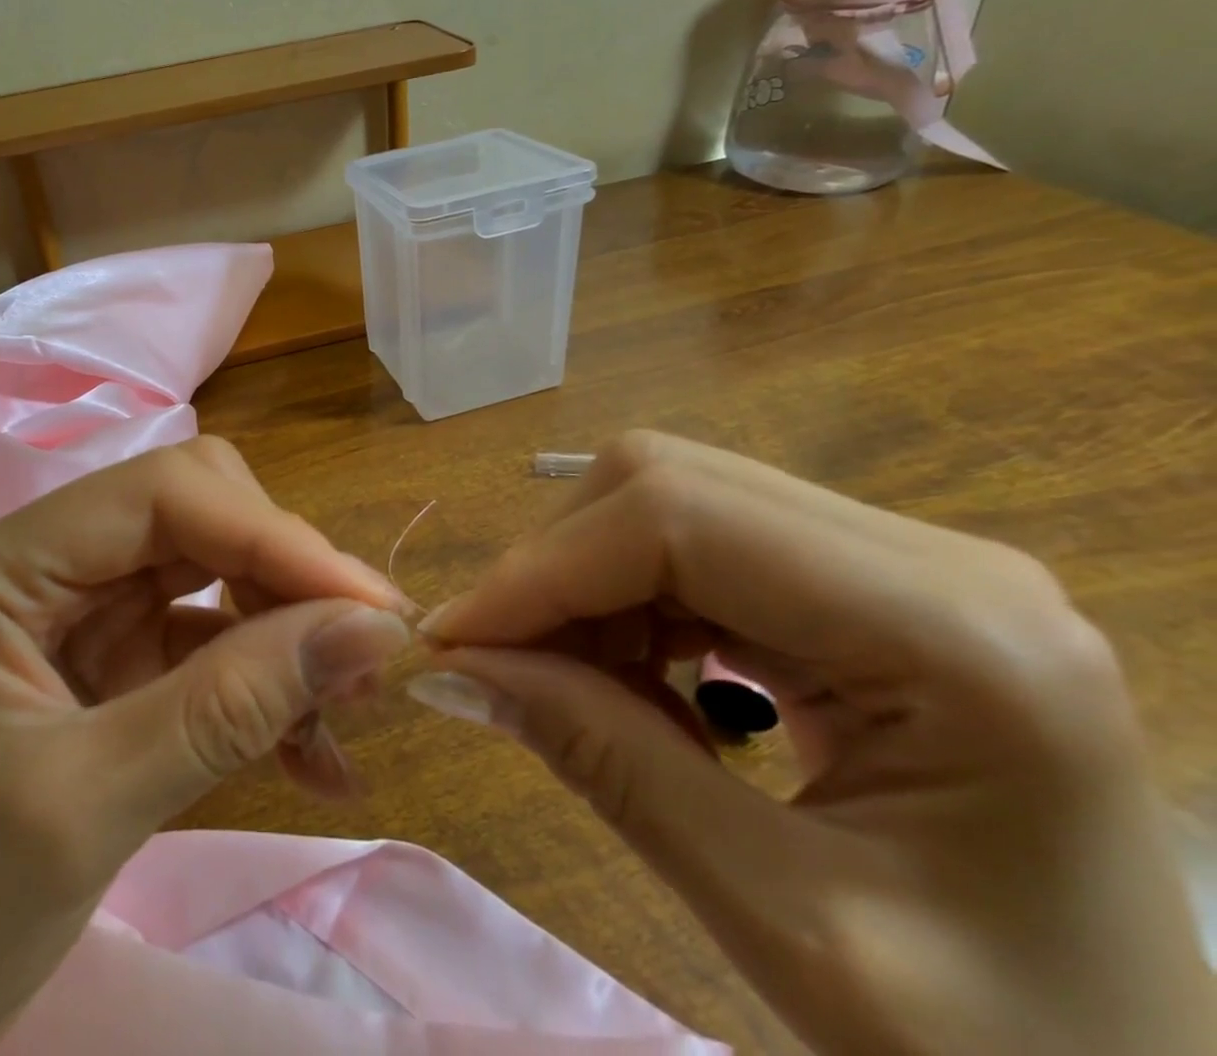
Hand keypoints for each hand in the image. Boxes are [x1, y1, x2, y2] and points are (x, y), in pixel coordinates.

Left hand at [0, 438, 409, 1055]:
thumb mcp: (94, 806)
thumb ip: (235, 705)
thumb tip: (372, 629)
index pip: (159, 495)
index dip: (270, 535)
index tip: (368, 603)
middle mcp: (39, 560)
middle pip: (195, 513)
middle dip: (283, 576)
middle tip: (361, 654)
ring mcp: (77, 603)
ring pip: (215, 566)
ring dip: (286, 629)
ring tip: (343, 712)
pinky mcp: (110, 650)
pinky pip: (211, 631)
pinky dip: (265, 678)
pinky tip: (313, 752)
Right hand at [413, 432, 1214, 1055]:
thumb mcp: (789, 928)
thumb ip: (605, 764)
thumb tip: (453, 667)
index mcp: (959, 633)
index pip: (678, 519)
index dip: (543, 569)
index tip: (451, 641)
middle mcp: (940, 560)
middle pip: (670, 483)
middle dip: (558, 566)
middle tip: (500, 663)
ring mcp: (910, 565)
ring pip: (675, 502)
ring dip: (589, 582)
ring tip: (565, 683)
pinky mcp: (875, 590)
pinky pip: (705, 548)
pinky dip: (633, 601)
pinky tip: (632, 681)